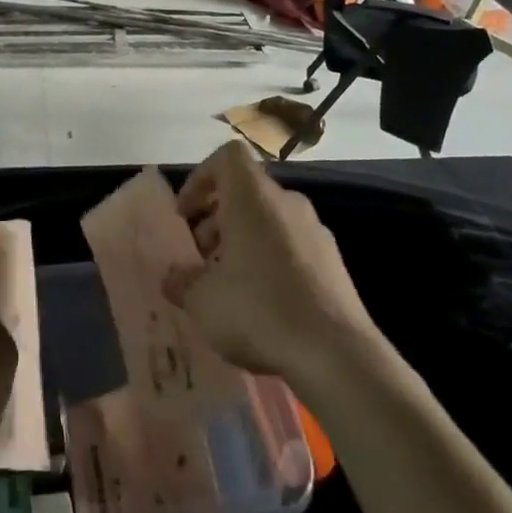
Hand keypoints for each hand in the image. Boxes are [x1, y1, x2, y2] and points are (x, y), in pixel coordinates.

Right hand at [163, 141, 377, 386]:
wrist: (338, 355)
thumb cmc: (259, 311)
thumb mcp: (202, 301)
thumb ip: (181, 282)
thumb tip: (173, 277)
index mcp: (253, 198)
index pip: (227, 157)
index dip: (200, 178)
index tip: (186, 215)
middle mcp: (287, 202)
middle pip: (245, 192)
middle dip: (216, 219)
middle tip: (199, 257)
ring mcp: (315, 230)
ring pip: (269, 220)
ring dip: (242, 241)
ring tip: (227, 285)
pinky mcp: (334, 262)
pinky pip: (291, 246)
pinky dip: (270, 261)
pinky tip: (262, 304)